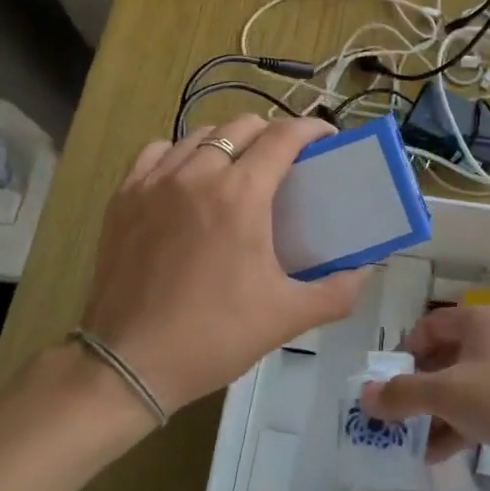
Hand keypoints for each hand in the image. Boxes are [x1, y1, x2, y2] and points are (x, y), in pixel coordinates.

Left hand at [79, 116, 369, 414]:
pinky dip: (181, 153)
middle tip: (285, 162)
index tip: (326, 137)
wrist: (131, 363)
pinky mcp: (124, 197)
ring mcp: (155, 182)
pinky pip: (158, 152)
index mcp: (241, 195)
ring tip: (239, 168)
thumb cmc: (215, 336)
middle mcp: (198, 174)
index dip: (311, 128)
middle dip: (271, 134)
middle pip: (242, 127)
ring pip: (199, 135)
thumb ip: (337, 292)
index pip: (283, 137)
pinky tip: (188, 177)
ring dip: (228, 141)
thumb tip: (365, 271)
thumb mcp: (288, 317)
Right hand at [360, 304, 489, 488]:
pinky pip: (483, 407)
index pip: (429, 326)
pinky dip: (460, 425)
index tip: (389, 385)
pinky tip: (439, 454)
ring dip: (435, 412)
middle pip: (444, 357)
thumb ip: (402, 394)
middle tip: (394, 417)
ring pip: (463, 386)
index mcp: (480, 320)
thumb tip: (364, 395)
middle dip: (417, 389)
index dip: (405, 353)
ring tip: (411, 443)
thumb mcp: (448, 394)